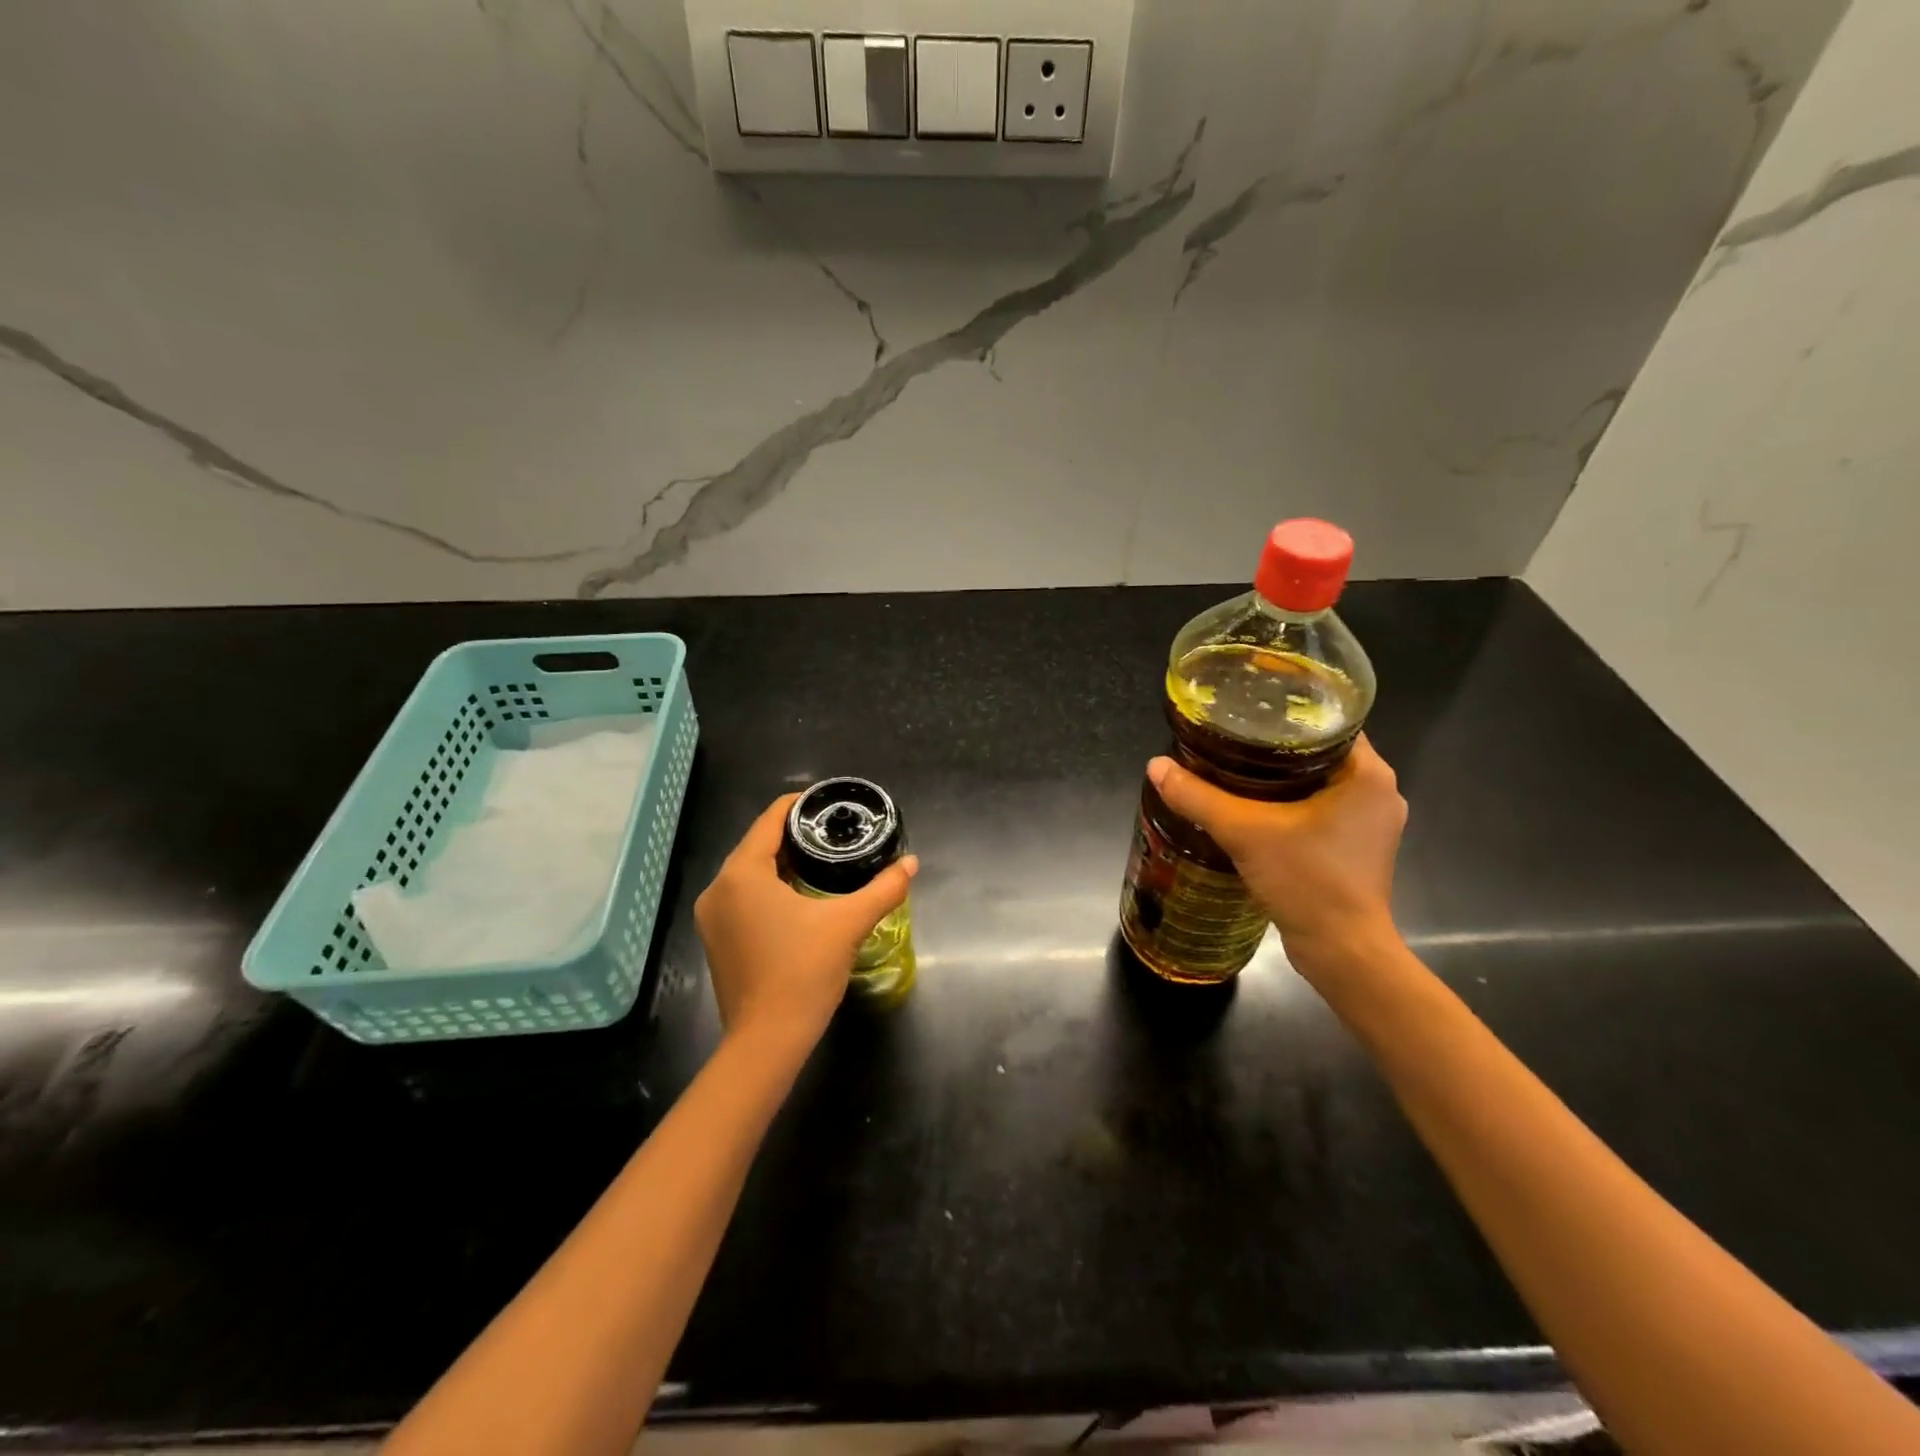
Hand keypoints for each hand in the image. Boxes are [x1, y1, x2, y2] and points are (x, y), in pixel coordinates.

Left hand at [694, 795, 918, 1052]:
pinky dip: (767, 888)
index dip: (799, 805)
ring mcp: (711, 917)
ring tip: (822, 861)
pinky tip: (798, 897)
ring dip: (781, 863)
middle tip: (833, 834)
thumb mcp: (848, 924)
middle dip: (794, 836)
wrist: (766, 1042)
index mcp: (741, 873)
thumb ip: (882, 888)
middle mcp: (718, 888)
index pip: (769, 820)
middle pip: (758, 844)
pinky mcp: (716, 940)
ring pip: (749, 872)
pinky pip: (742, 897)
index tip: (828, 805)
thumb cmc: (803, 972)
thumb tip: (911, 863)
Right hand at [1147, 735, 1406, 979]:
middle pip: (1322, 751)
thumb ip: (1198, 797)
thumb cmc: (1308, 881)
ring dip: (1283, 777)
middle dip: (1277, 746)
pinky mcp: (1359, 849)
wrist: (1343, 952)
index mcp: (1368, 774)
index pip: (1331, 721)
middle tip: (1232, 738)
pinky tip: (1256, 809)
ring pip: (1322, 783)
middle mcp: (1379, 792)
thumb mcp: (1245, 832)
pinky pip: (1323, 809)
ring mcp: (1372, 823)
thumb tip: (1155, 766)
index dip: (1289, 711)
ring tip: (1236, 768)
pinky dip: (1292, 804)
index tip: (1249, 710)